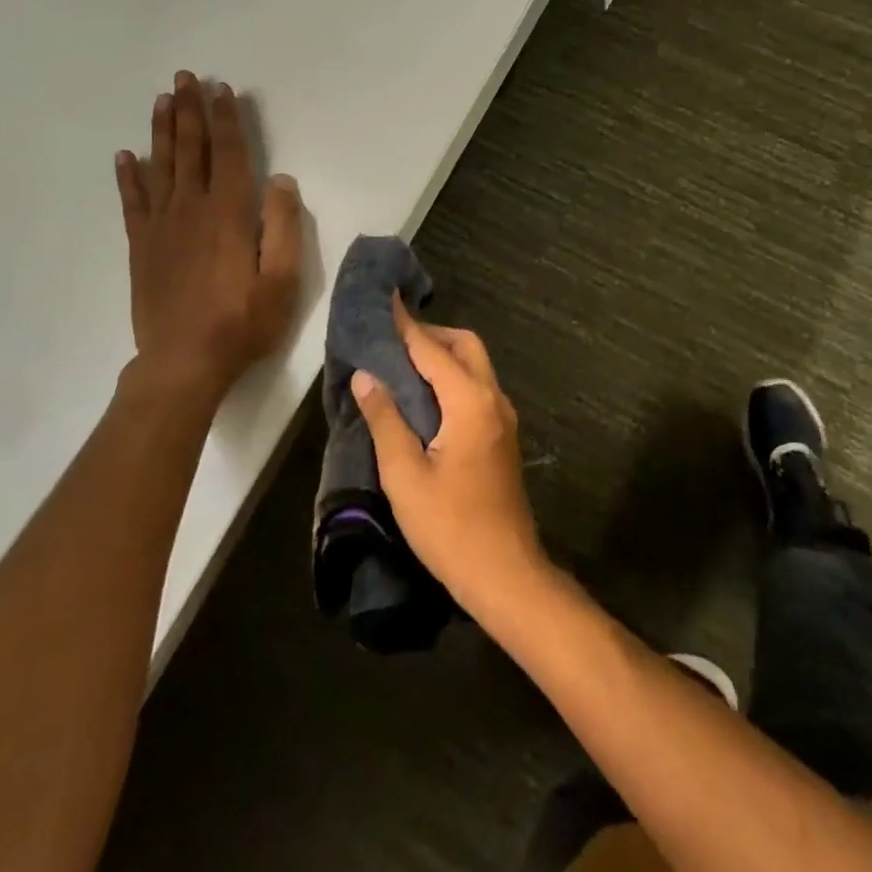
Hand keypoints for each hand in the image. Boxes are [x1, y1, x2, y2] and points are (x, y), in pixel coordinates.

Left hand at [115, 72, 302, 403]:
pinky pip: (132, 202)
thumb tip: (280, 179)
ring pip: (160, 166)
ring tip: (162, 100)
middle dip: (190, 111)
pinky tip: (125, 156)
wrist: (183, 362)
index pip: (229, 154)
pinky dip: (128, 176)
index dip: (227, 120)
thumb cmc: (242, 322)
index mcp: (229, 214)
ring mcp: (161, 226)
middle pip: (191, 150)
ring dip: (162, 131)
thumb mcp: (283, 280)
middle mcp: (192, 209)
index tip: (224, 90)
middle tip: (185, 77)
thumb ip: (283, 226)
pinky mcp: (142, 246)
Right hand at [350, 297, 545, 613]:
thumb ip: (386, 419)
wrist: (505, 572)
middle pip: (465, 346)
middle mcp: (493, 398)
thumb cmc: (449, 527)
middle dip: (430, 335)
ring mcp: (503, 417)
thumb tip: (367, 375)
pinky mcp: (503, 436)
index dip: (405, 324)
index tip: (385, 298)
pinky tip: (426, 398)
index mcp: (469, 402)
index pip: (432, 349)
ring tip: (402, 366)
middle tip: (391, 342)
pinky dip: (453, 378)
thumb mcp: (405, 475)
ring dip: (443, 356)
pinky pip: (477, 388)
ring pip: (475, 366)